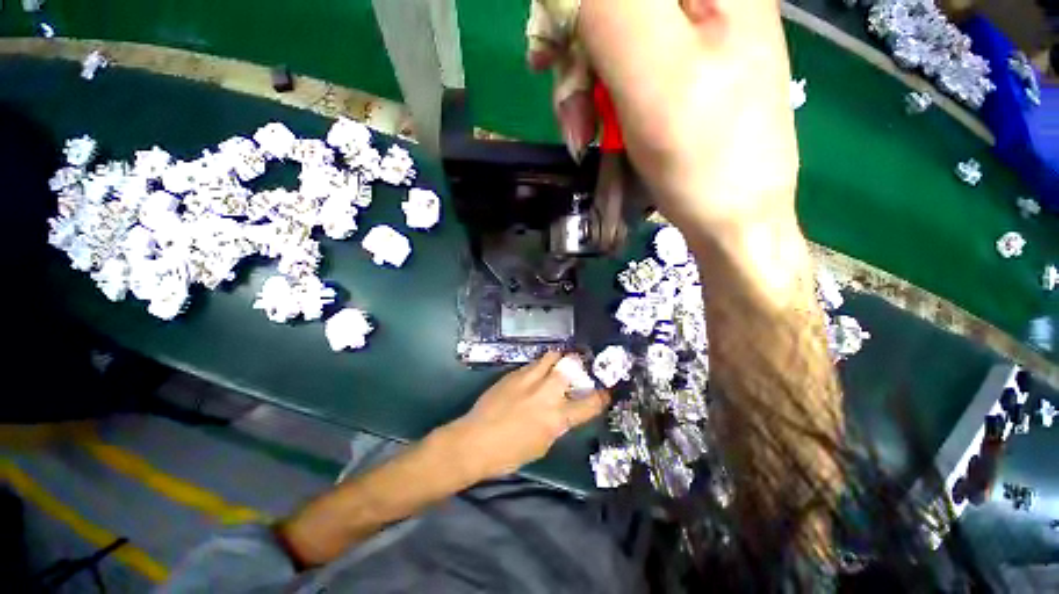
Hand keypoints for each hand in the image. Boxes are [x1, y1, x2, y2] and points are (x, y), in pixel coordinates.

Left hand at [442, 352, 609, 480]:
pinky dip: (539, 365)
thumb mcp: (542, 445)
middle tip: (579, 364)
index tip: (605, 391)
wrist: (475, 440)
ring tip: (559, 361)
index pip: (589, 404)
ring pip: (551, 357)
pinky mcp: (514, 374)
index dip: (601, 397)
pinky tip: (536, 371)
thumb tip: (562, 412)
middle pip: (570, 367)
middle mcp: (546, 394)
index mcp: (557, 418)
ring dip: (558, 358)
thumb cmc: (510, 453)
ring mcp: (529, 380)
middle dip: (578, 363)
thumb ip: (556, 424)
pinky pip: (532, 364)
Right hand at [527, 0, 799, 237]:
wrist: (730, 218)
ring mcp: (689, 38)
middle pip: (606, 8)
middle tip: (573, 113)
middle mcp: (702, 0)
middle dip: (576, 60)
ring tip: (585, 137)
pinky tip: (598, 133)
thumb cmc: (702, 153)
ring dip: (583, 92)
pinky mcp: (676, 74)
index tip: (549, 57)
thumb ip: (609, 8)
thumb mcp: (655, 71)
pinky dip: (599, 104)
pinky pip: (619, 73)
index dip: (569, 10)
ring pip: (606, 43)